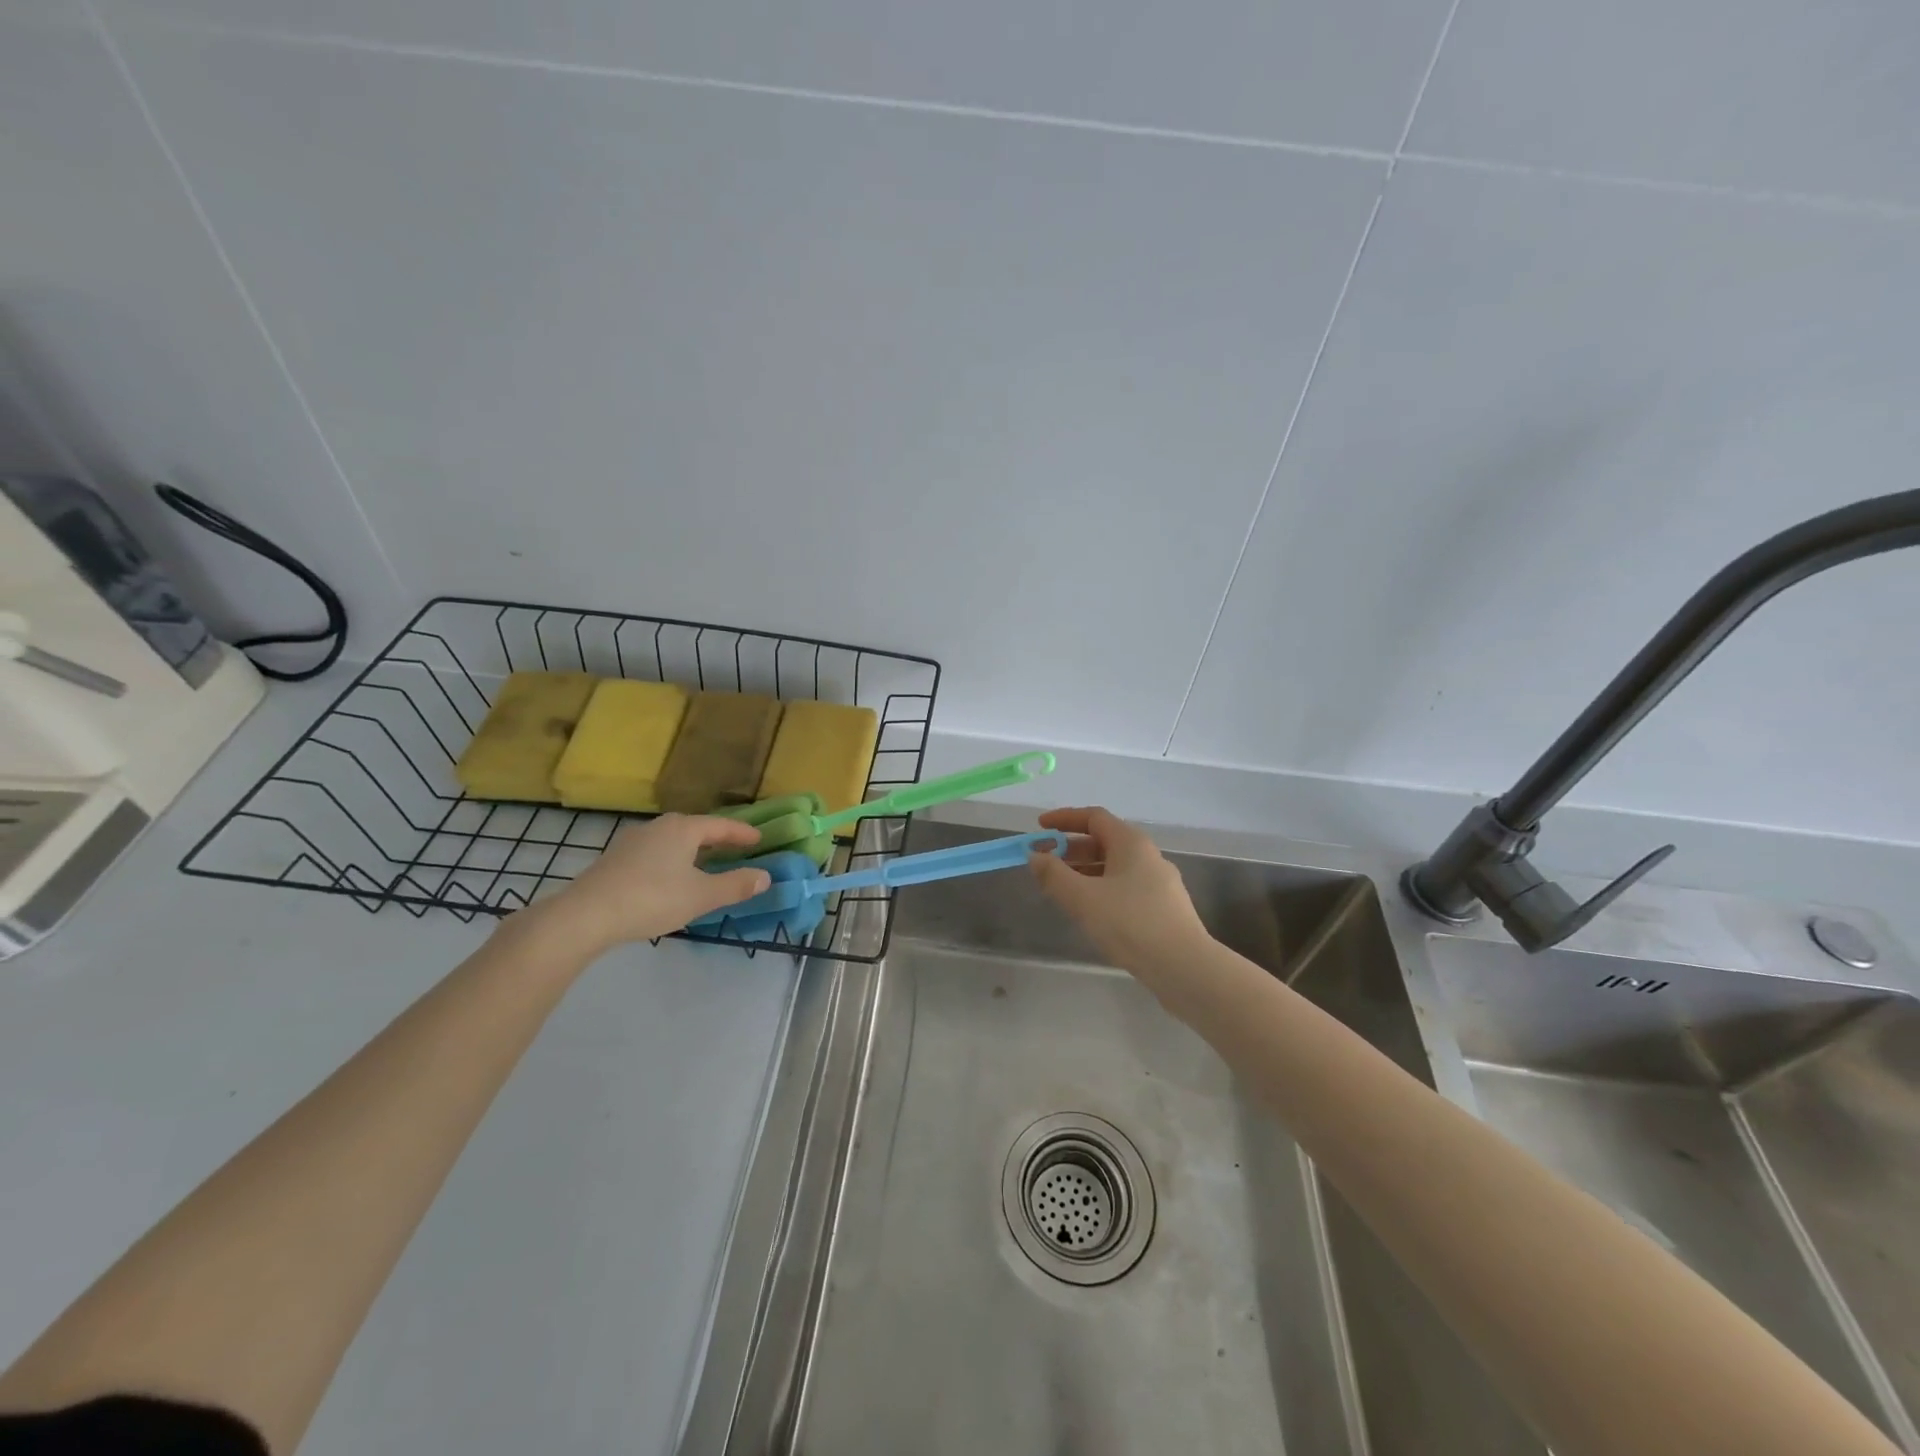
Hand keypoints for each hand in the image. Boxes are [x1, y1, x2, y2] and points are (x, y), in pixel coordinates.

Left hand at [525, 815, 771, 956]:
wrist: (585, 916)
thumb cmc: (652, 899)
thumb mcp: (701, 896)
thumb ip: (736, 885)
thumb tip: (766, 877)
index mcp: (682, 828)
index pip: (721, 825)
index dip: (742, 833)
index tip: (759, 839)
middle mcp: (658, 827)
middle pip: (696, 828)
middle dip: (718, 839)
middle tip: (736, 849)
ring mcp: (632, 841)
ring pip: (673, 841)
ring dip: (693, 850)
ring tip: (706, 864)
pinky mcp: (615, 860)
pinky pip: (655, 853)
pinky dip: (673, 860)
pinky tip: (672, 878)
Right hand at [1027, 807, 1207, 975]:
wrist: (1184, 967)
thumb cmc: (1130, 923)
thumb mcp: (1082, 898)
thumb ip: (1054, 875)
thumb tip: (1035, 856)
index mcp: (1131, 842)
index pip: (1093, 817)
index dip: (1064, 819)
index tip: (1039, 828)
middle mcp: (1148, 855)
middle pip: (1104, 841)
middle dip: (1071, 849)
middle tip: (1045, 863)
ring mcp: (1159, 882)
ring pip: (1115, 867)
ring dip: (1085, 871)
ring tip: (1061, 890)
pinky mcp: (1164, 908)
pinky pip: (1125, 887)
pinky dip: (1101, 889)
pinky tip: (1090, 912)